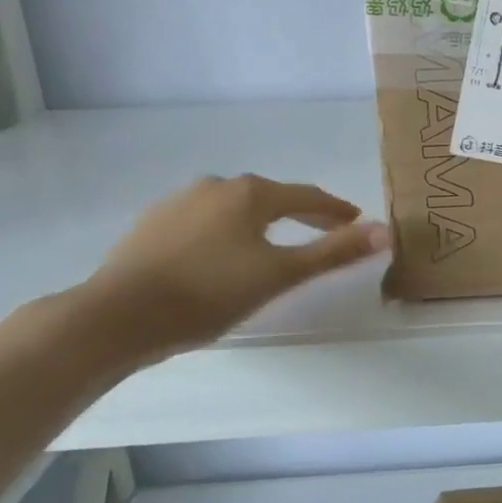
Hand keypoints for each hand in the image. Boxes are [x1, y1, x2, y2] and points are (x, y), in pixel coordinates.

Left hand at [80, 175, 388, 360]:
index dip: (334, 209)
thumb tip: (385, 231)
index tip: (355, 220)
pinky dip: (225, 231)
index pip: (306, 196)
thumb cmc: (208, 293)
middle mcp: (215, 186)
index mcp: (250, 193)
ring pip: (234, 207)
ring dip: (260, 221)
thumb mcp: (280, 275)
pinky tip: (221, 253)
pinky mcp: (150, 224)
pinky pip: (204, 221)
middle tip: (323, 228)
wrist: (115, 316)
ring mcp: (177, 202)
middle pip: (270, 197)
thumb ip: (334, 252)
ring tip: (274, 241)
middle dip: (300, 212)